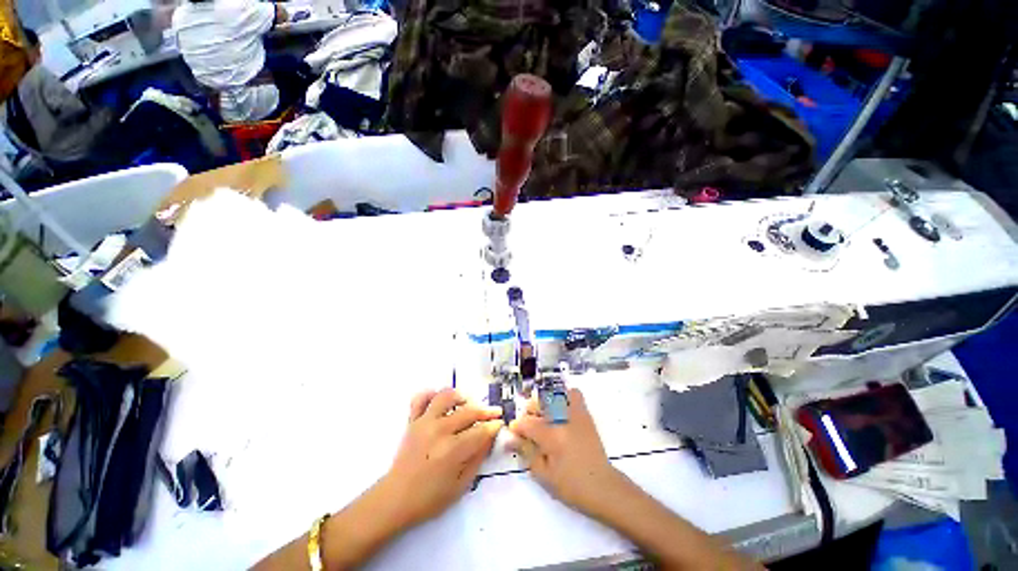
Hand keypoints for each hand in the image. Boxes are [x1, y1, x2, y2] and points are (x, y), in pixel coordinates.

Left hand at [380, 388, 502, 527]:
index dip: (494, 426)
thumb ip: (478, 458)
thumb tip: (490, 437)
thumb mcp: (461, 485)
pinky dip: (431, 394)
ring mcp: (424, 422)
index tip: (500, 424)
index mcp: (452, 450)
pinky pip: (420, 398)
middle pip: (469, 411)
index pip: (480, 430)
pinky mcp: (412, 421)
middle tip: (495, 413)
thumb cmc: (430, 498)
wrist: (395, 499)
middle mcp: (439, 430)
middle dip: (486, 411)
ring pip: (446, 396)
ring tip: (468, 403)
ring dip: (461, 397)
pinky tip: (440, 399)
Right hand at [509, 388, 625, 517]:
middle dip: (529, 412)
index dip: (517, 427)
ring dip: (545, 403)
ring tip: (544, 415)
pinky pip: (574, 395)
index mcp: (551, 436)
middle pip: (538, 404)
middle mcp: (562, 420)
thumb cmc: (571, 486)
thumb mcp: (544, 474)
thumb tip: (511, 439)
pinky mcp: (585, 415)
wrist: (602, 486)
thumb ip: (527, 453)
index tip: (514, 433)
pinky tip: (560, 410)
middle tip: (529, 426)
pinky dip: (564, 397)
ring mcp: (575, 415)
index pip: (526, 423)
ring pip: (554, 397)